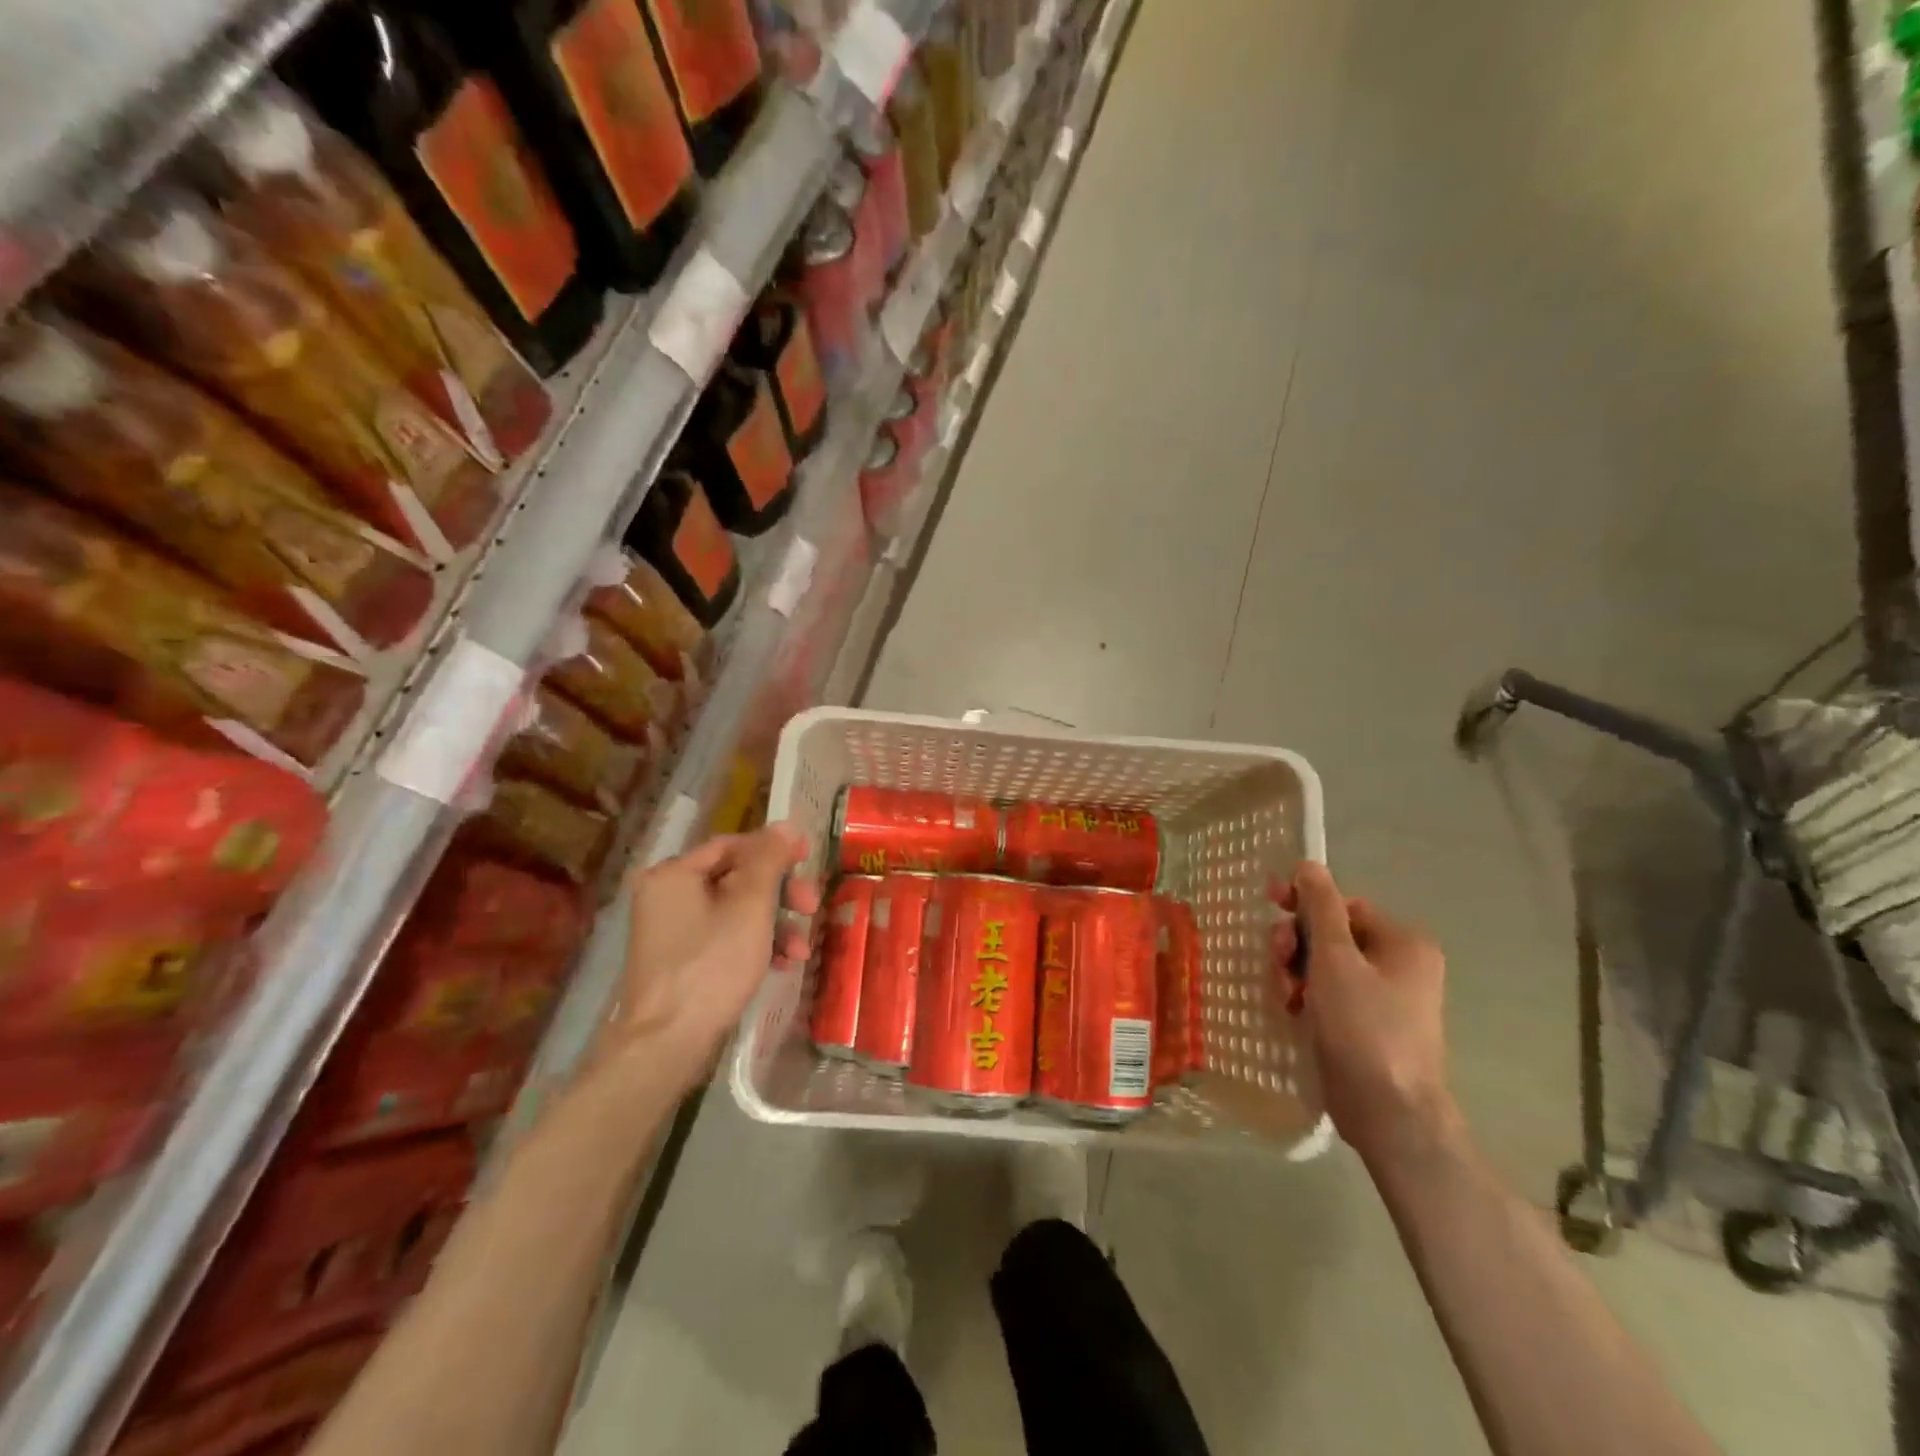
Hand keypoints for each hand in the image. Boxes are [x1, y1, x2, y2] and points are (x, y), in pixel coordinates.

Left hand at [609, 823, 819, 1082]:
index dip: (773, 848)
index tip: (809, 858)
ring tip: (801, 950)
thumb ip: (769, 861)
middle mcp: (666, 896)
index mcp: (673, 874)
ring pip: (734, 911)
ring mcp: (671, 931)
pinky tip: (782, 964)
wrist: (668, 1044)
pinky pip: (724, 937)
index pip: (731, 845)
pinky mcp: (680, 962)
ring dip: (774, 924)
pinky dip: (754, 944)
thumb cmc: (711, 965)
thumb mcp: (750, 906)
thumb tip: (785, 825)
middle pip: (735, 878)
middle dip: (780, 893)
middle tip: (811, 906)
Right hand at [1271, 862, 1455, 1163]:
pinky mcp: (1367, 1025)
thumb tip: (1309, 864)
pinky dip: (1307, 995)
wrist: (1388, 1111)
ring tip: (1286, 995)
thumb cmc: (1364, 1026)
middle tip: (1277, 960)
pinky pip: (1329, 993)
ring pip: (1325, 964)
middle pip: (1332, 933)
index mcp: (1402, 942)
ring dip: (1297, 971)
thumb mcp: (1335, 959)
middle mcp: (1400, 965)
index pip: (1343, 904)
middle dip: (1297, 943)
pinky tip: (1293, 1010)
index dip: (1304, 902)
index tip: (1268, 903)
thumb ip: (1319, 907)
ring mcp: (1385, 998)